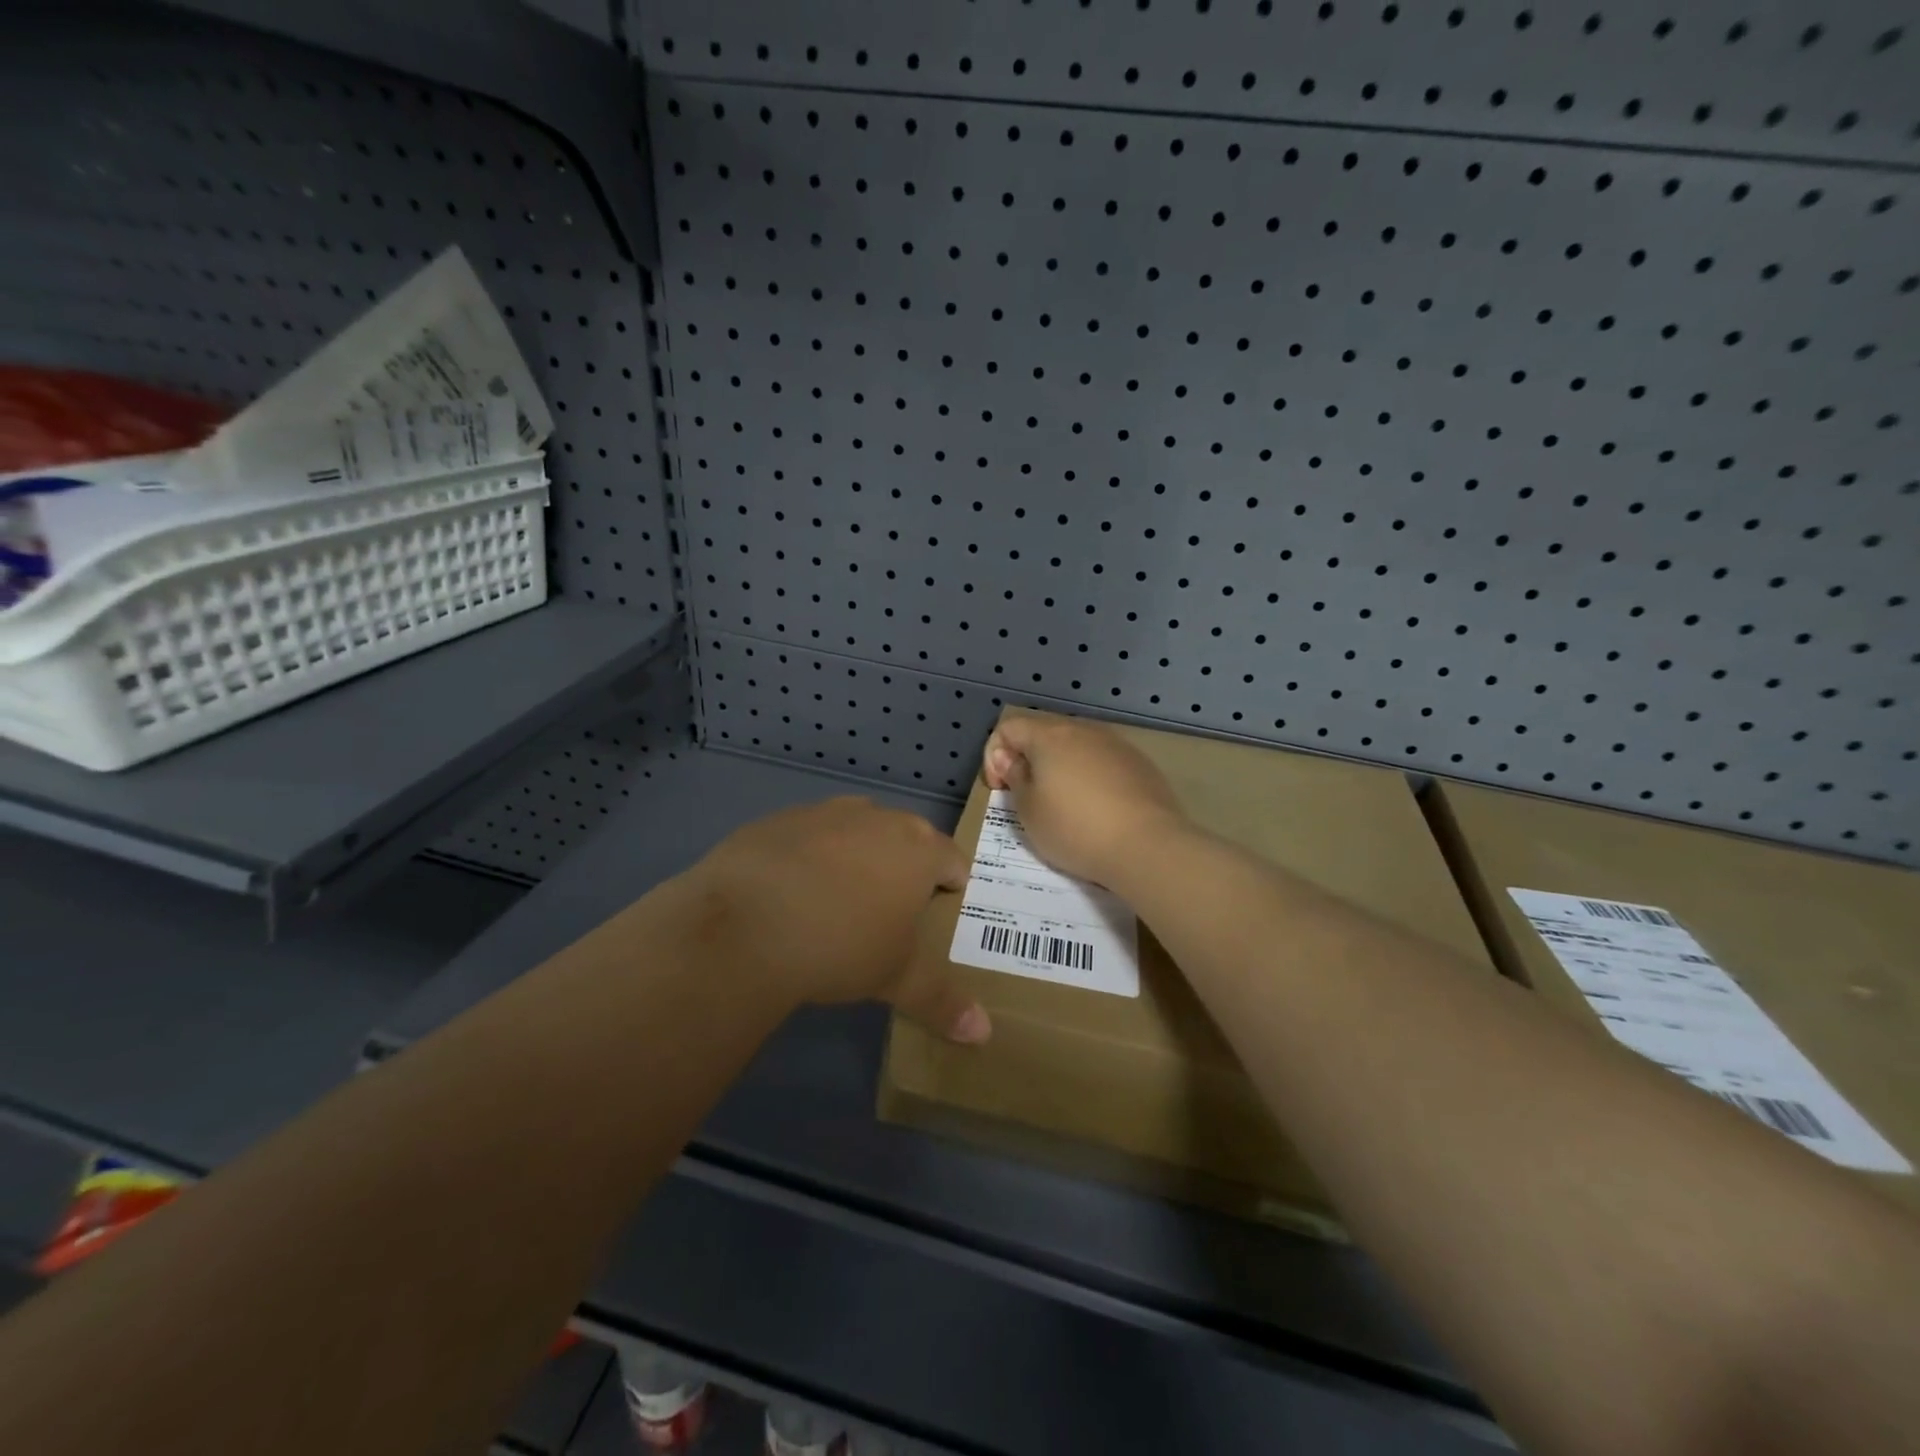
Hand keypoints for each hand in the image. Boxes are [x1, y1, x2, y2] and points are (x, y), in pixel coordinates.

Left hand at [682, 797, 990, 1043]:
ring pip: (857, 829)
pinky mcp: (779, 819)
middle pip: (907, 837)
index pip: (953, 859)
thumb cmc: (841, 945)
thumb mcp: (897, 980)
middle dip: (906, 867)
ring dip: (858, 855)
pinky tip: (791, 892)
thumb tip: (983, 1034)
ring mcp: (826, 812)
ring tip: (841, 899)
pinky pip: (809, 834)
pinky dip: (810, 855)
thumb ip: (943, 1003)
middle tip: (892, 909)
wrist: (745, 923)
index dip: (952, 885)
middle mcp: (878, 818)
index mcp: (918, 849)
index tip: (941, 911)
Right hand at [982, 711, 1190, 885]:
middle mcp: (1084, 730)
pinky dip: (1089, 778)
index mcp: (1050, 735)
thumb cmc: (1075, 828)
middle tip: (1026, 797)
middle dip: (1027, 761)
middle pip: (1043, 734)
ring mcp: (1116, 745)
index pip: (1009, 728)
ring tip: (1062, 805)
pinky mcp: (1140, 764)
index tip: (1000, 789)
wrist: (1147, 846)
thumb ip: (1015, 778)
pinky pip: (1102, 763)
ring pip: (1076, 747)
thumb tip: (1013, 760)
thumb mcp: (1029, 810)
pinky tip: (1096, 810)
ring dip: (1060, 769)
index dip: (993, 756)